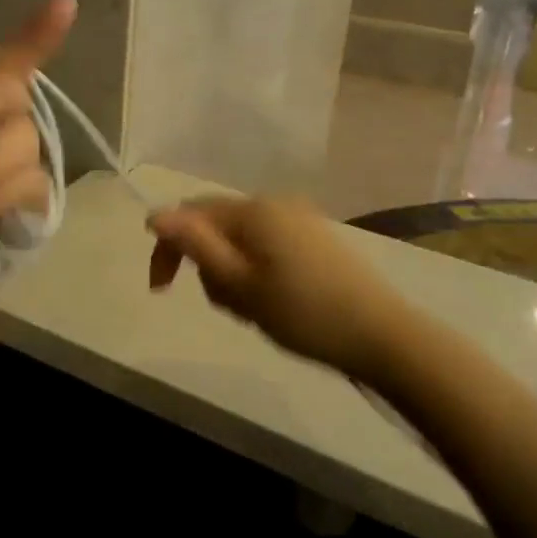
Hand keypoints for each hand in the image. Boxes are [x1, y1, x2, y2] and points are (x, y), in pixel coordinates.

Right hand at [147, 196, 412, 383]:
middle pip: (216, 225)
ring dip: (232, 272)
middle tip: (226, 307)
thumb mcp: (240, 284)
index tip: (162, 290)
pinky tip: (274, 302)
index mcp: (253, 209)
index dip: (168, 248)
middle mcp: (274, 203)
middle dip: (206, 264)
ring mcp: (298, 218)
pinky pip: (266, 246)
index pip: (191, 214)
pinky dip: (255, 271)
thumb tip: (155, 214)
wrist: (382, 334)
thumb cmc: (303, 312)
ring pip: (241, 240)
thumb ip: (196, 246)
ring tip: (252, 310)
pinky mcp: (315, 237)